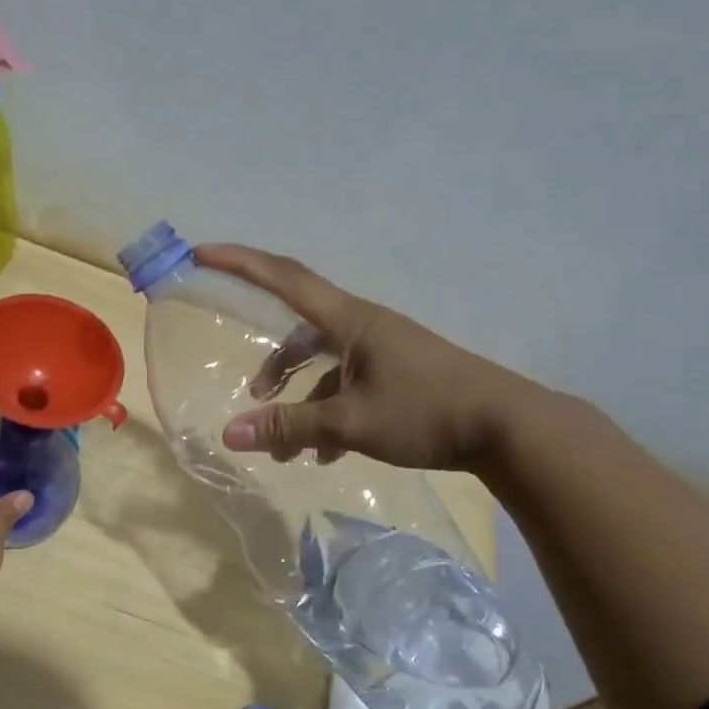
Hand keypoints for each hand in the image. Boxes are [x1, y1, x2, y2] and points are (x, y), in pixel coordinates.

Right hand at [195, 243, 547, 471]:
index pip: (285, 278)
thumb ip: (288, 427)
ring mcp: (382, 352)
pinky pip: (349, 387)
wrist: (507, 428)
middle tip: (252, 396)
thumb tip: (229, 435)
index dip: (240, 263)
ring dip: (301, 401)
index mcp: (350, 320)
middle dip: (273, 365)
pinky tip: (326, 455)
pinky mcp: (398, 376)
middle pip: (301, 332)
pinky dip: (329, 415)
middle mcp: (363, 328)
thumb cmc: (426, 412)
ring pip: (325, 367)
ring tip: (286, 449)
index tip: (201, 253)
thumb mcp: (350, 423)